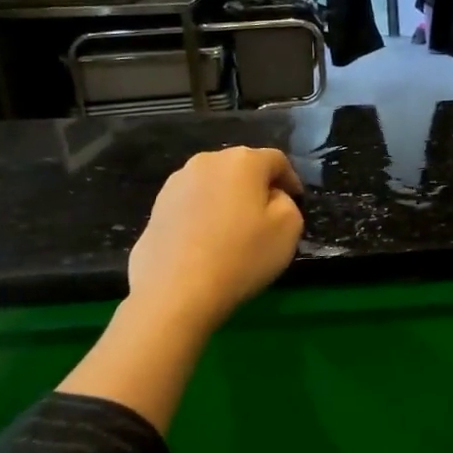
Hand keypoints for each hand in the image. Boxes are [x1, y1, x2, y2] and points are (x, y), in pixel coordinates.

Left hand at [127, 147, 304, 331]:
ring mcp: (175, 184)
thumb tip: (270, 197)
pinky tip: (206, 244)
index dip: (290, 180)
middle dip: (257, 187)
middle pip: (241, 168)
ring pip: (214, 185)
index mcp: (243, 161)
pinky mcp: (156, 208)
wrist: (175, 292)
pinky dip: (204, 216)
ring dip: (228, 201)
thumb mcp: (289, 228)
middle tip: (267, 217)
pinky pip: (191, 205)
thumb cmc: (241, 256)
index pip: (276, 160)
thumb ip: (287, 202)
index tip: (296, 202)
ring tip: (234, 232)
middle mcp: (207, 161)